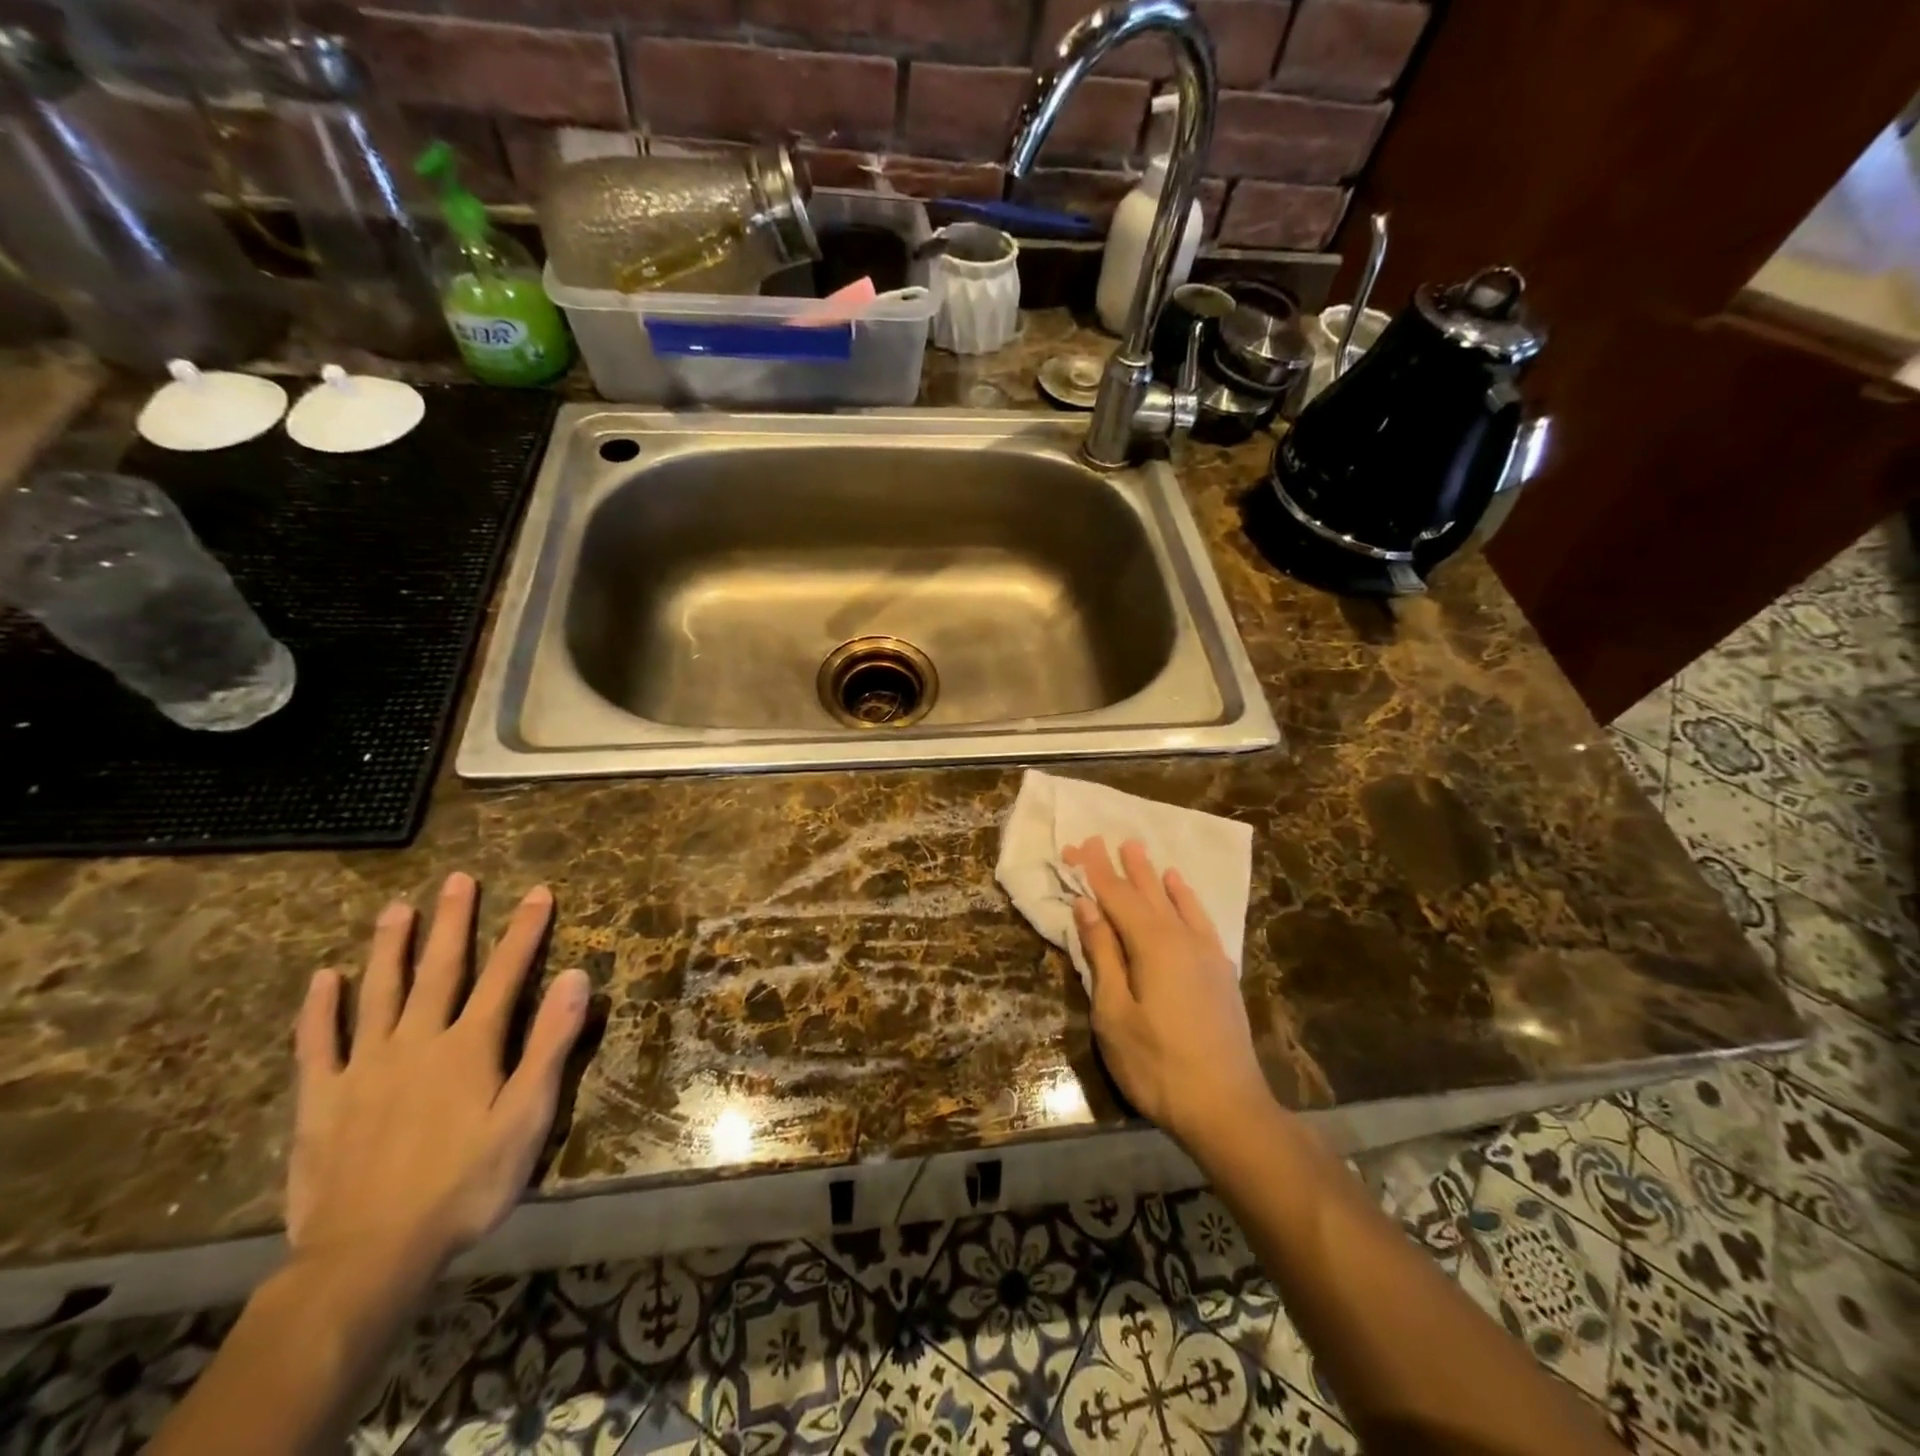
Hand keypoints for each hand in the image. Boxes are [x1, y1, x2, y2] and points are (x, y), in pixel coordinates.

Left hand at [288, 873, 589, 1279]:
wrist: (368, 1256)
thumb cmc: (465, 1185)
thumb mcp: (527, 1117)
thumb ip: (550, 1044)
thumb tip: (577, 978)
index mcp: (470, 1046)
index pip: (507, 973)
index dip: (525, 930)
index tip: (538, 892)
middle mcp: (418, 1041)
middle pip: (440, 970)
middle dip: (453, 922)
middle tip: (457, 879)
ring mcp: (365, 1067)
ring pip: (378, 993)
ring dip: (389, 947)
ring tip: (396, 908)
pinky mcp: (322, 1099)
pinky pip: (318, 1044)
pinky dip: (321, 1008)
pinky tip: (325, 978)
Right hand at [1065, 837, 1268, 1147]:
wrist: (1226, 1108)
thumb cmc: (1157, 1065)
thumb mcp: (1114, 1013)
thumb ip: (1103, 955)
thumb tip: (1087, 907)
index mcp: (1152, 945)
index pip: (1115, 897)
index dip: (1094, 871)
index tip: (1078, 845)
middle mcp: (1181, 938)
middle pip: (1144, 893)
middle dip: (1120, 867)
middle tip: (1102, 839)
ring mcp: (1206, 953)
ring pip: (1173, 902)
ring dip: (1152, 875)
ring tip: (1138, 849)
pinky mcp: (1220, 971)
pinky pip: (1200, 919)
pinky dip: (1187, 898)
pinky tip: (1179, 887)